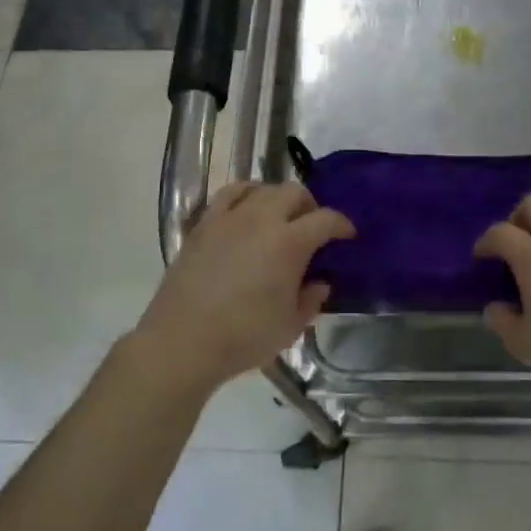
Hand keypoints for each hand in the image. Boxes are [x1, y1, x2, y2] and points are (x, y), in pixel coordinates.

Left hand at [137, 181, 353, 389]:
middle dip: (310, 206)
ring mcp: (229, 218)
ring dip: (278, 199)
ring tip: (280, 219)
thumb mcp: (291, 326)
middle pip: (294, 192)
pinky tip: (248, 210)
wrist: (182, 342)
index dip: (342, 225)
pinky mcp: (203, 224)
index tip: (348, 236)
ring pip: (262, 188)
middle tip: (312, 229)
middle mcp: (262, 219)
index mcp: (290, 242)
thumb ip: (311, 300)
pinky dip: (246, 194)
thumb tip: (319, 283)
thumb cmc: (244, 337)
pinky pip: (229, 194)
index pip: (326, 219)